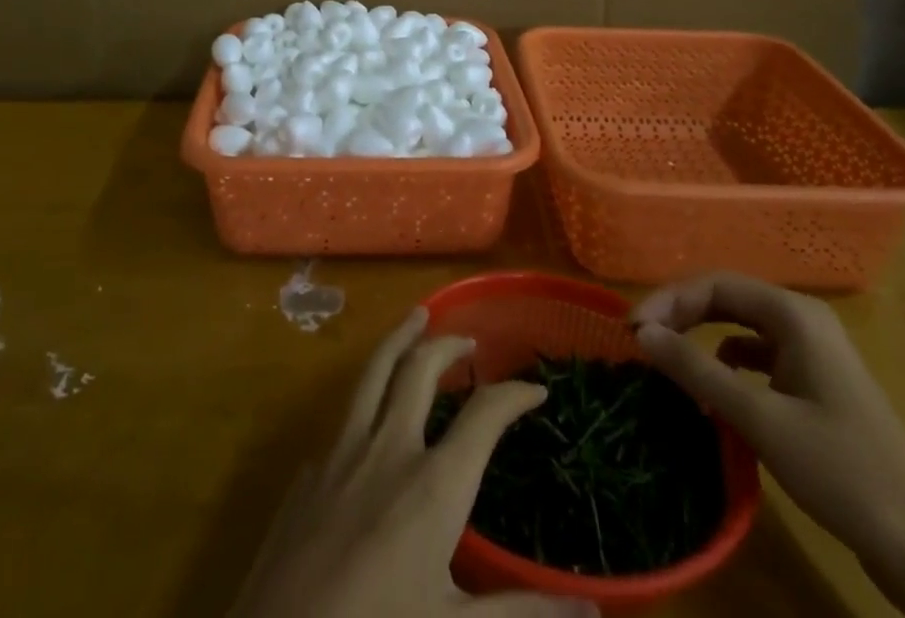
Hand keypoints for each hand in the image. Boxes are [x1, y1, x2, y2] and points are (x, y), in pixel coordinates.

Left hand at [230, 306, 597, 617]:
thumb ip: (522, 614)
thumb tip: (593, 608)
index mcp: (433, 485)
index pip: (483, 416)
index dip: (514, 395)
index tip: (536, 390)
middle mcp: (389, 449)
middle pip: (420, 369)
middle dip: (447, 344)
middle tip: (469, 339)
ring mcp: (343, 453)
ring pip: (373, 372)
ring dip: (399, 339)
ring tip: (416, 317)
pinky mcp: (311, 472)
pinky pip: (344, 419)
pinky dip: (366, 399)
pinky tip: (370, 414)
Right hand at [633, 274, 904, 617]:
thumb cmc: (841, 470)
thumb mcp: (759, 418)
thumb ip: (696, 369)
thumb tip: (642, 333)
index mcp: (794, 314)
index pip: (714, 285)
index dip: (669, 300)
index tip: (634, 329)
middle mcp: (803, 321)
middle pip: (726, 299)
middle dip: (681, 314)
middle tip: (643, 340)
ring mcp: (814, 354)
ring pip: (741, 327)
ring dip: (701, 337)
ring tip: (669, 360)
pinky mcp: (817, 387)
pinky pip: (759, 357)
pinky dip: (728, 364)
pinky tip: (714, 390)